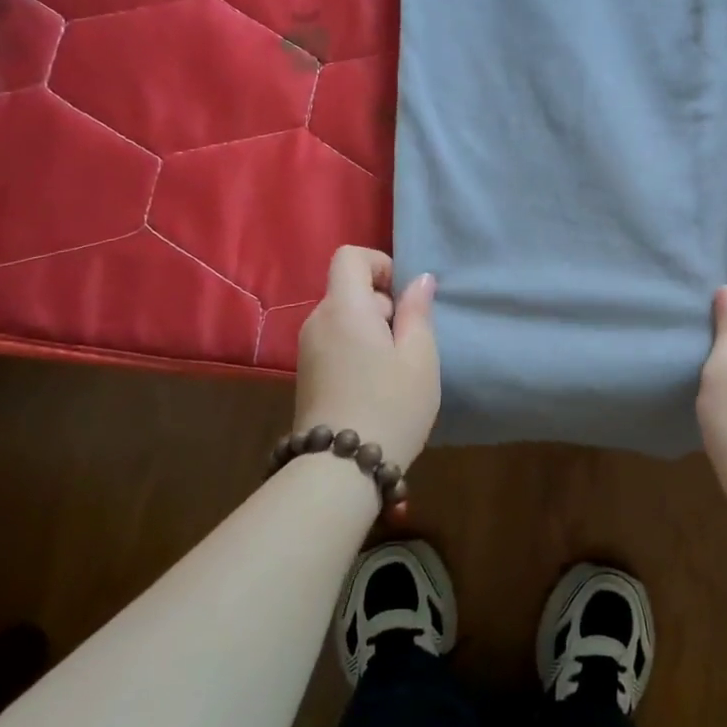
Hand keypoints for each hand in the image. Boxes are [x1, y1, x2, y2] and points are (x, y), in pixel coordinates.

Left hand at [295, 247, 439, 469]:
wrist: (340, 469)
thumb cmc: (390, 405)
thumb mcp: (419, 356)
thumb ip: (417, 311)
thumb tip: (419, 279)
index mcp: (344, 308)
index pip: (349, 256)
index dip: (379, 264)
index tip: (403, 297)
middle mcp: (318, 321)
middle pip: (349, 289)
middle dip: (382, 304)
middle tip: (408, 343)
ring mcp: (307, 350)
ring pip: (344, 318)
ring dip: (372, 330)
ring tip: (395, 368)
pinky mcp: (306, 375)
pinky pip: (335, 342)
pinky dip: (357, 349)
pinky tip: (375, 385)